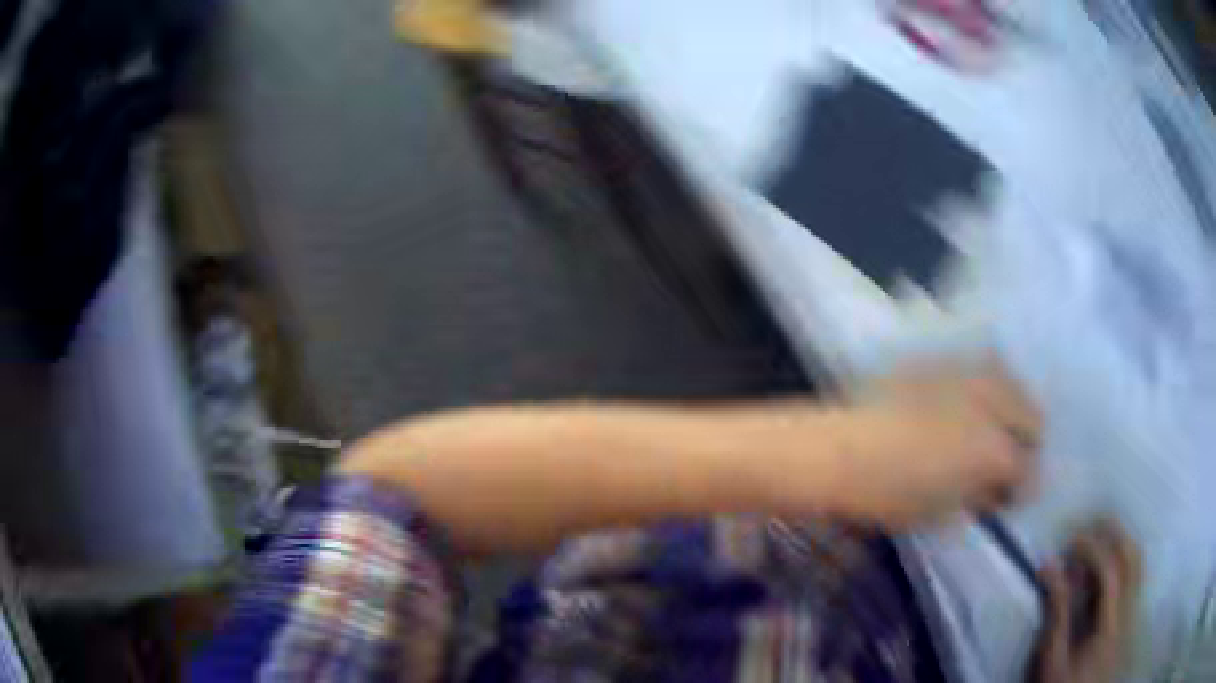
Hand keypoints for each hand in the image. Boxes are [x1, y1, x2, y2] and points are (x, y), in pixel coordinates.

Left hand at [816, 361, 1041, 526]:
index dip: (1022, 487)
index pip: (1030, 469)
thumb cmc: (890, 495)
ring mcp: (969, 372)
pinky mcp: (944, 358)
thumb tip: (996, 489)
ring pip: (1011, 384)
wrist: (840, 449)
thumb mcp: (943, 510)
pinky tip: (963, 405)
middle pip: (1032, 417)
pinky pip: (979, 369)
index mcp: (996, 450)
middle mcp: (994, 402)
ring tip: (988, 429)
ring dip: (1008, 409)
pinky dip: (982, 389)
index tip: (1009, 495)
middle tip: (1003, 461)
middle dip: (1024, 442)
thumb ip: (980, 496)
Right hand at [1031, 521, 1141, 682]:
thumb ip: (1056, 612)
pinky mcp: (1131, 614)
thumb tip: (1049, 567)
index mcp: (1110, 624)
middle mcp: (1128, 610)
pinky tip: (1107, 565)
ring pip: (1138, 561)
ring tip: (1098, 540)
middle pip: (1132, 557)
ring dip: (1120, 542)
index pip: (1110, 571)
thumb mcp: (1053, 657)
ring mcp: (1133, 611)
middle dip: (1113, 533)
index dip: (1093, 548)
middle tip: (1090, 526)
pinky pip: (1136, 574)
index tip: (1071, 541)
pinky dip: (1124, 558)